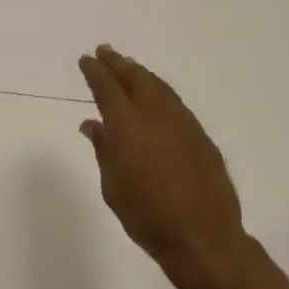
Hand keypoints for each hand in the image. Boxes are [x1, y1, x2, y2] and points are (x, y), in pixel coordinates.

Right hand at [78, 46, 248, 288]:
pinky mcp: (201, 136)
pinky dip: (160, 92)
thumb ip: (103, 150)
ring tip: (128, 67)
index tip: (87, 59)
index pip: (108, 89)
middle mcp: (157, 116)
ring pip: (159, 87)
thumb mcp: (113, 187)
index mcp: (128, 127)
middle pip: (136, 79)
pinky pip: (175, 103)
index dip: (95, 72)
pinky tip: (155, 96)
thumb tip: (93, 124)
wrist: (202, 236)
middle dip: (118, 64)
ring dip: (141, 74)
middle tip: (105, 52)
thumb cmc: (146, 217)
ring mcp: (183, 123)